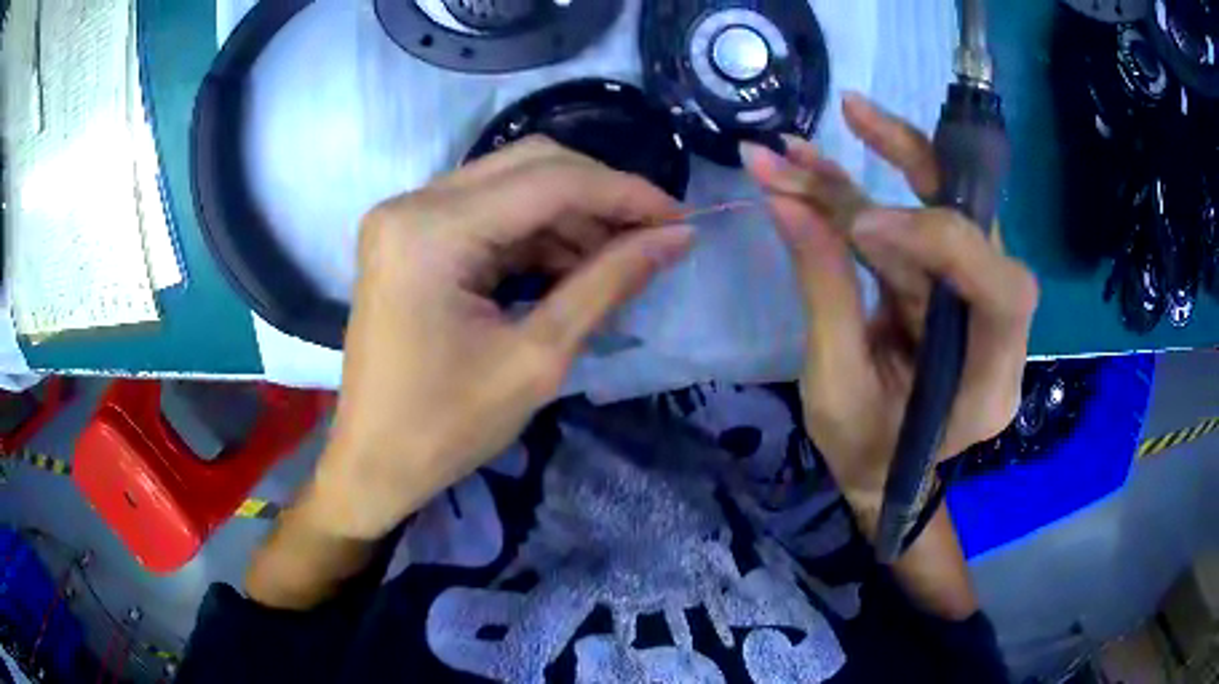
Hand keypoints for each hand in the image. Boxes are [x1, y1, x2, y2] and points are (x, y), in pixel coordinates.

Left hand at [307, 137, 690, 540]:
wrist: (373, 463)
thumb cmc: (446, 428)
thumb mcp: (537, 358)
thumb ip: (608, 284)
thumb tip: (675, 238)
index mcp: (431, 231)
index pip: (549, 181)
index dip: (624, 193)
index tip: (679, 218)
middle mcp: (412, 203)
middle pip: (529, 164)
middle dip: (598, 196)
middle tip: (651, 235)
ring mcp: (406, 217)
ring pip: (511, 184)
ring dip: (570, 216)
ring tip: (616, 260)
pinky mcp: (410, 236)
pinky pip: (488, 212)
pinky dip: (535, 233)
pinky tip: (571, 266)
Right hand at [743, 94, 1039, 535]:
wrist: (879, 469)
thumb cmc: (865, 450)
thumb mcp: (837, 390)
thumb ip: (825, 294)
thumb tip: (787, 203)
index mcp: (990, 382)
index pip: (1002, 292)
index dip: (945, 242)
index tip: (864, 227)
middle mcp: (996, 329)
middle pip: (977, 229)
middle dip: (914, 164)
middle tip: (853, 116)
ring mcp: (967, 297)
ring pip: (931, 213)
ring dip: (865, 174)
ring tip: (798, 148)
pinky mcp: (939, 281)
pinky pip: (905, 226)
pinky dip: (856, 196)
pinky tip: (813, 165)